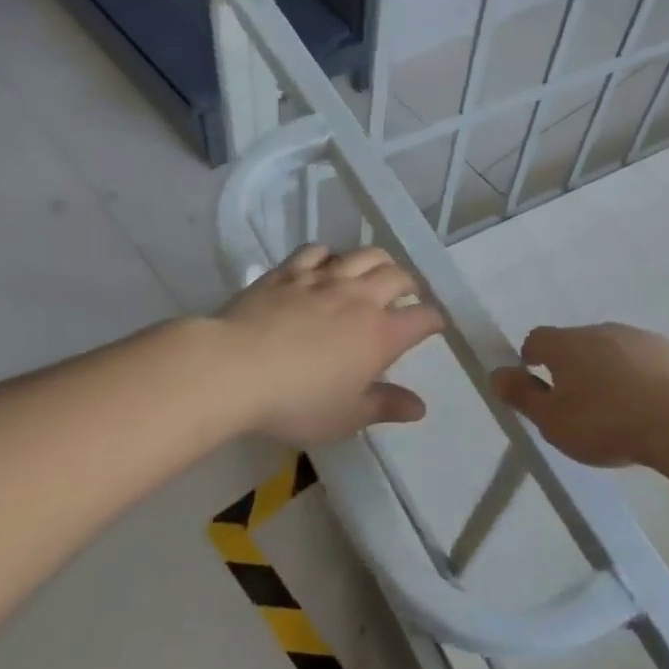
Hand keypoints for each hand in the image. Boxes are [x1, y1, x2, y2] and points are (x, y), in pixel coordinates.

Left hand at [214, 245, 443, 445]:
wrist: (234, 369)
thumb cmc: (296, 402)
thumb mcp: (346, 417)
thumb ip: (385, 406)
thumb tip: (419, 406)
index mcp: (380, 334)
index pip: (422, 318)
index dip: (434, 320)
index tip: (435, 326)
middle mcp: (359, 298)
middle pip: (397, 276)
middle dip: (410, 284)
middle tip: (408, 294)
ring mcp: (322, 279)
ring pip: (363, 254)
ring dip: (378, 260)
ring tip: (377, 271)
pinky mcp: (288, 272)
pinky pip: (317, 251)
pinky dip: (330, 255)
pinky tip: (326, 263)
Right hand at [491, 323, 668, 467]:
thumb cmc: (606, 423)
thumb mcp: (553, 422)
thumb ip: (523, 397)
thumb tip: (496, 373)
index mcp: (567, 344)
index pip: (537, 339)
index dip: (532, 360)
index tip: (537, 386)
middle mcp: (602, 330)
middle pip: (577, 344)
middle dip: (573, 368)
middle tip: (578, 407)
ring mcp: (640, 337)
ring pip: (613, 351)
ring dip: (609, 372)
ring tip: (617, 412)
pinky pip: (646, 362)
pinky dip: (641, 378)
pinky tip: (650, 409)